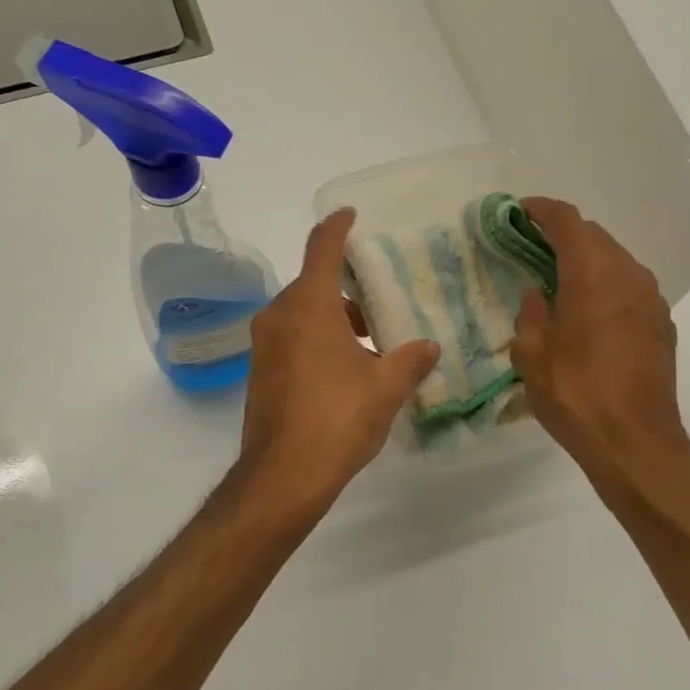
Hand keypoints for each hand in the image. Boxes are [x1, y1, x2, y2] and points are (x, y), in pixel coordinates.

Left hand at [239, 209, 440, 510]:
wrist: (283, 474)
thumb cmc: (338, 419)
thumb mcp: (386, 388)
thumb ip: (411, 360)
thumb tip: (430, 347)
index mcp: (309, 305)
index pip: (323, 248)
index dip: (338, 226)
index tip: (350, 214)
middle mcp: (279, 316)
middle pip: (313, 284)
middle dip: (347, 288)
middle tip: (381, 300)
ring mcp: (264, 345)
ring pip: (302, 314)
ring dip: (333, 318)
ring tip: (371, 342)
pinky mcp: (259, 371)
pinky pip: (291, 338)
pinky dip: (316, 340)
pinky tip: (344, 369)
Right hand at [511, 198, 689, 488]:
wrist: (635, 442)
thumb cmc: (575, 395)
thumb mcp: (532, 355)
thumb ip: (531, 313)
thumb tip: (538, 293)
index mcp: (593, 275)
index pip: (568, 221)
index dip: (541, 210)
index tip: (518, 211)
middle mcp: (628, 275)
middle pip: (595, 235)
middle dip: (562, 233)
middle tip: (530, 245)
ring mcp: (651, 299)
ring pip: (615, 259)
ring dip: (586, 258)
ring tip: (556, 276)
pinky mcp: (661, 322)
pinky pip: (629, 285)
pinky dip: (604, 282)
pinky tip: (586, 307)